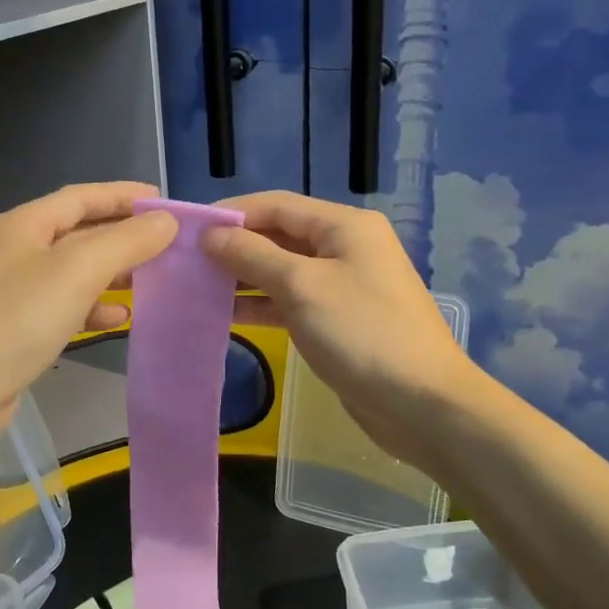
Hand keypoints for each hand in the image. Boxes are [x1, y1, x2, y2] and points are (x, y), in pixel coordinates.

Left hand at [0, 182, 176, 440]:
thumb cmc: (18, 319)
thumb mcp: (77, 272)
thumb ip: (126, 242)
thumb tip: (165, 221)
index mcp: (23, 224)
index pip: (82, 196)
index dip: (124, 195)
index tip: (164, 202)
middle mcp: (16, 249)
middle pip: (79, 231)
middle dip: (123, 235)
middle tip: (166, 243)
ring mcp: (14, 288)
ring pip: (74, 270)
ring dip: (112, 272)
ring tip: (151, 279)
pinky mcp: (17, 325)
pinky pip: (65, 304)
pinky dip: (93, 306)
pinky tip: (119, 318)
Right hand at [201, 191, 473, 465]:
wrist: (421, 403)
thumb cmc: (361, 333)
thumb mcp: (302, 287)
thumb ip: (253, 256)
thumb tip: (211, 234)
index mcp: (344, 226)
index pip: (277, 205)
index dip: (232, 213)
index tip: (188, 228)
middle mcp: (345, 247)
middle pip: (280, 235)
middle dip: (235, 245)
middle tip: (187, 260)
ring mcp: (343, 285)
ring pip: (283, 270)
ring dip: (244, 277)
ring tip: (198, 286)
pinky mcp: (338, 319)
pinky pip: (292, 300)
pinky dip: (262, 304)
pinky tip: (227, 314)